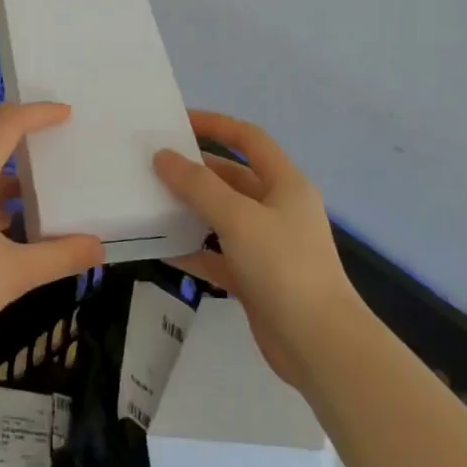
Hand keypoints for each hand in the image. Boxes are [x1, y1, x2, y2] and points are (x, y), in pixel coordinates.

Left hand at [0, 103, 104, 382]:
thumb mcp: (13, 275)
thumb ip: (60, 257)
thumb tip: (100, 248)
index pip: (8, 123)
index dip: (39, 113)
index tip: (67, 114)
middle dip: (21, 135)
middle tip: (56, 141)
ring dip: (1, 165)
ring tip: (37, 182)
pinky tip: (4, 219)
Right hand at [155, 111, 355, 389]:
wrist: (318, 345)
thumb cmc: (283, 268)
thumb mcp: (238, 218)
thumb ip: (198, 186)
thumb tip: (163, 156)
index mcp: (285, 185)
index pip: (249, 140)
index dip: (216, 125)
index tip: (177, 122)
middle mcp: (278, 209)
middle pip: (231, 178)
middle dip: (194, 170)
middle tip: (152, 164)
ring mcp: (266, 246)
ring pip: (221, 217)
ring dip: (189, 209)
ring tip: (148, 201)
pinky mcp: (254, 278)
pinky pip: (216, 255)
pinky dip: (192, 249)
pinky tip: (161, 247)